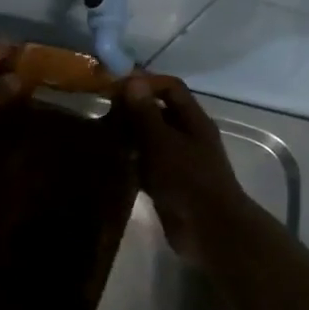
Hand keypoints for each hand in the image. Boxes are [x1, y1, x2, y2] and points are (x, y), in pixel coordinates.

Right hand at [120, 73, 247, 259]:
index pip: (170, 88)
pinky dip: (131, 162)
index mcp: (193, 121)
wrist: (208, 229)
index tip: (115, 87)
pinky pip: (147, 165)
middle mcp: (188, 137)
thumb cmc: (187, 179)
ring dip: (129, 137)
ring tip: (101, 136)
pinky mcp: (169, 184)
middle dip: (133, 110)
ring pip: (151, 140)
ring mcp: (180, 162)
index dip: (145, 82)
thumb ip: (146, 113)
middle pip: (160, 113)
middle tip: (102, 113)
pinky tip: (110, 163)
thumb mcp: (162, 142)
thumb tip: (133, 80)